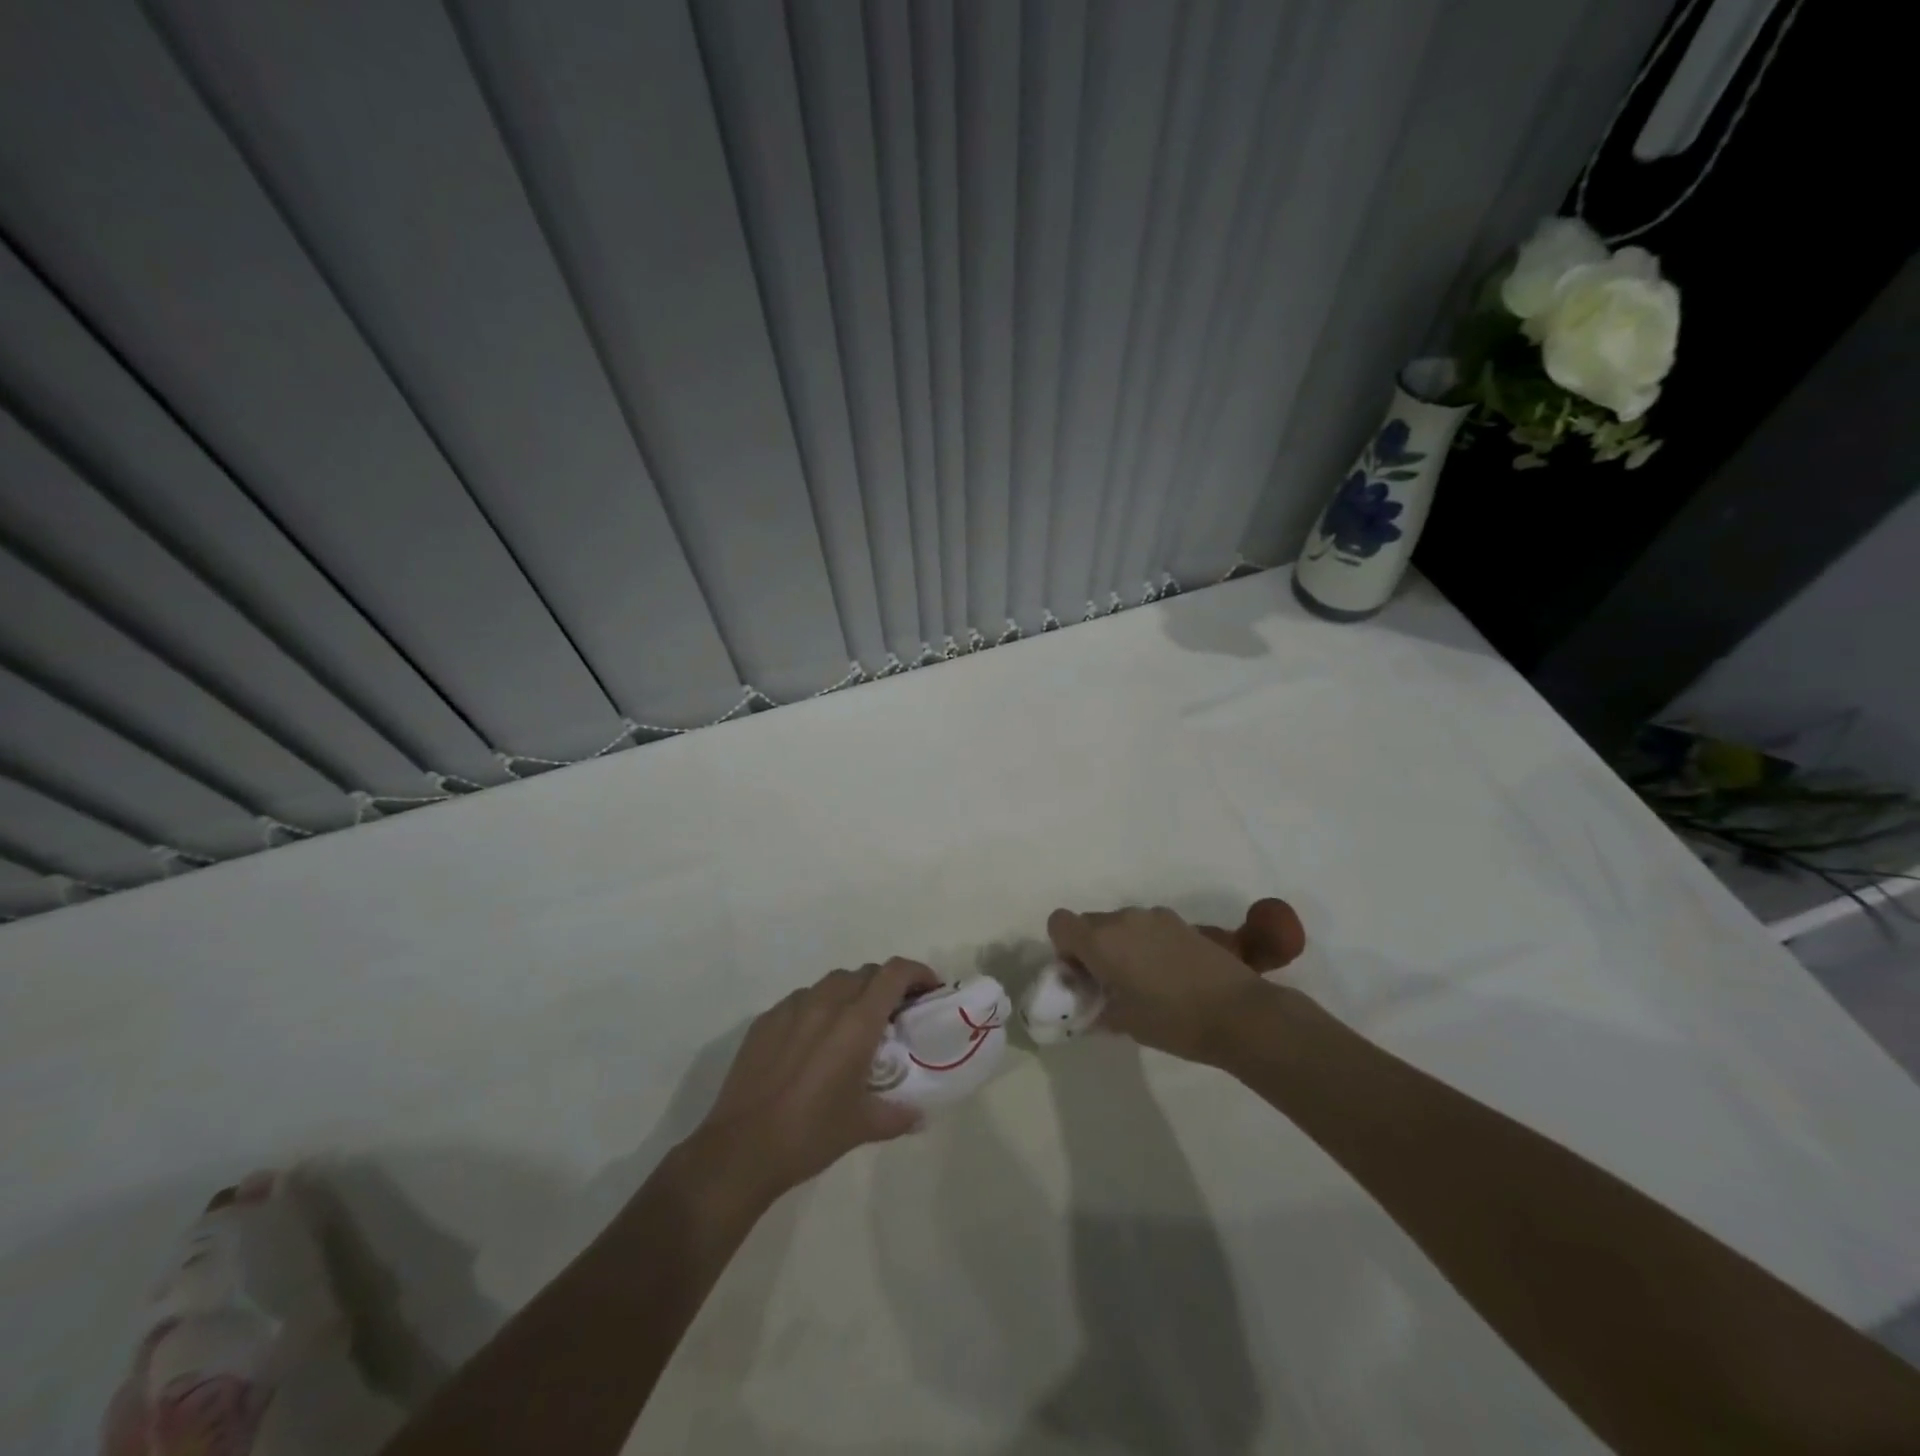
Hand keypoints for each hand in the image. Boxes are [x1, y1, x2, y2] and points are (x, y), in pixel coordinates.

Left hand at [686, 958, 941, 1204]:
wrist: (741, 1149)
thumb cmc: (810, 1135)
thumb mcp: (863, 1127)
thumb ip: (898, 1115)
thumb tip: (919, 1115)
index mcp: (856, 1022)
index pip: (894, 973)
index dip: (917, 972)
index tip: (928, 990)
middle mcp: (826, 1003)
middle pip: (866, 972)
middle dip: (887, 985)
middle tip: (895, 1014)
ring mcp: (792, 1008)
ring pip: (833, 982)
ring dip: (853, 992)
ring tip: (855, 1024)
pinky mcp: (765, 1020)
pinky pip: (802, 999)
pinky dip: (819, 1007)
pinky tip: (815, 1039)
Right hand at [1045, 899, 1305, 1064]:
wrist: (1238, 1012)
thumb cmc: (1172, 1021)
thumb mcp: (1124, 1023)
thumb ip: (1097, 1007)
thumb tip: (1090, 1004)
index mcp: (1100, 941)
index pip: (1059, 922)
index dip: (1063, 947)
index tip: (1082, 974)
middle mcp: (1122, 919)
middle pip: (1090, 922)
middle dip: (1092, 947)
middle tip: (1111, 982)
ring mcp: (1154, 917)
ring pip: (1121, 923)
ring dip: (1121, 944)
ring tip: (1145, 979)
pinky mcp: (1181, 922)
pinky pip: (1148, 926)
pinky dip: (1147, 942)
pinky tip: (1170, 973)